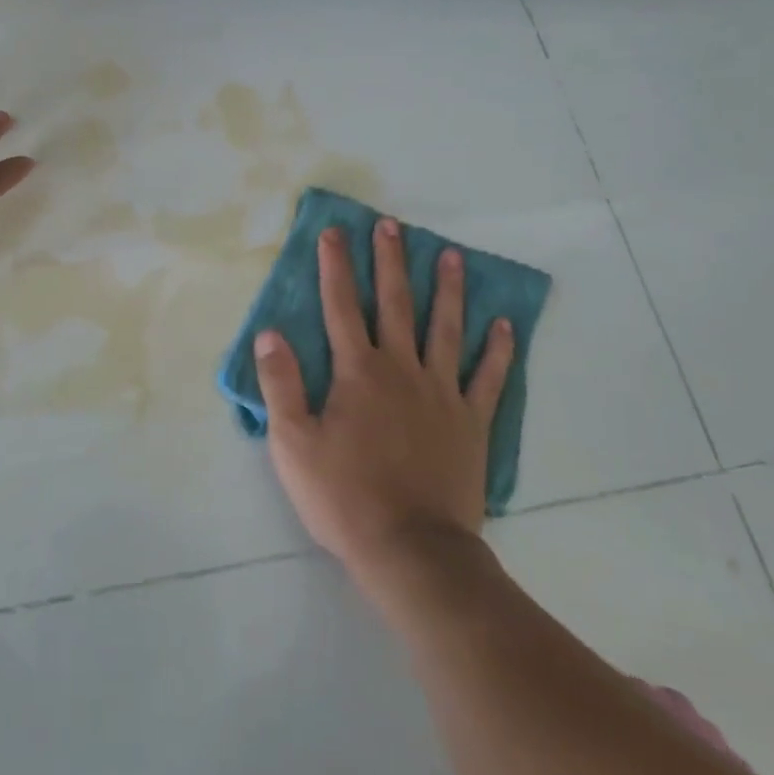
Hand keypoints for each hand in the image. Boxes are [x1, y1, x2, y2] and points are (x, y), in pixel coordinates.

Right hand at [254, 218, 513, 579]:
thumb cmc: (344, 497)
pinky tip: (504, 324)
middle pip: (395, 304)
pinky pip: (488, 378)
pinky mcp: (471, 422)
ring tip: (450, 255)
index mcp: (357, 372)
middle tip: (392, 225)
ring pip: (445, 328)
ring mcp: (441, 393)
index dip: (335, 267)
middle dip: (390, 262)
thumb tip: (269, 334)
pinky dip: (497, 350)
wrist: (411, 549)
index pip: (341, 306)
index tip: (334, 232)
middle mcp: (401, 369)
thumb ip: (280, 385)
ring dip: (447, 290)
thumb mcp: (292, 444)